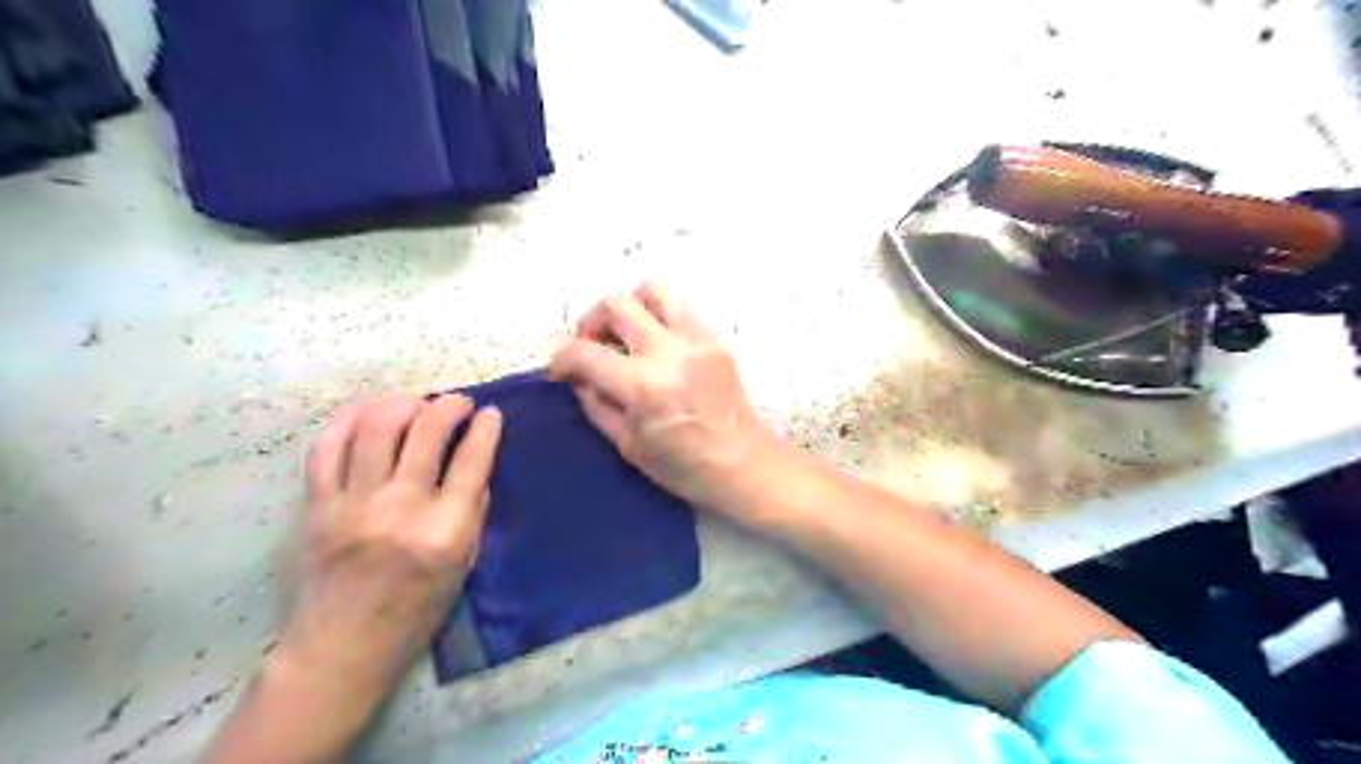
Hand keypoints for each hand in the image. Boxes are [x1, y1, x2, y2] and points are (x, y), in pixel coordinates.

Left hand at [276, 395, 501, 703]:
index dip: (486, 428)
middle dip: (450, 405)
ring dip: (403, 403)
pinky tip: (368, 411)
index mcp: (445, 530)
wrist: (341, 649)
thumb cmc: (415, 613)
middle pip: (427, 432)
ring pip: (377, 427)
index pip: (473, 460)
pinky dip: (349, 419)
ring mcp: (354, 505)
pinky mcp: (317, 506)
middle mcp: (401, 509)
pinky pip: (328, 447)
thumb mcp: (464, 566)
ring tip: (416, 404)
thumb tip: (475, 462)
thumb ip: (472, 511)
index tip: (491, 413)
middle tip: (459, 403)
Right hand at [546, 283, 774, 511]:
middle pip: (616, 304)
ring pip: (653, 290)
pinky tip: (656, 342)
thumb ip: (596, 404)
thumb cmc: (684, 466)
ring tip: (624, 331)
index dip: (561, 359)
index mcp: (642, 385)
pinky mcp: (714, 339)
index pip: (585, 353)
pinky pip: (680, 308)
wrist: (744, 463)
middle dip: (590, 320)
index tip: (559, 370)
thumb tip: (578, 377)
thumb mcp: (628, 445)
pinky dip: (658, 315)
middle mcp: (668, 351)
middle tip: (591, 343)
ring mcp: (696, 340)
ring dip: (629, 305)